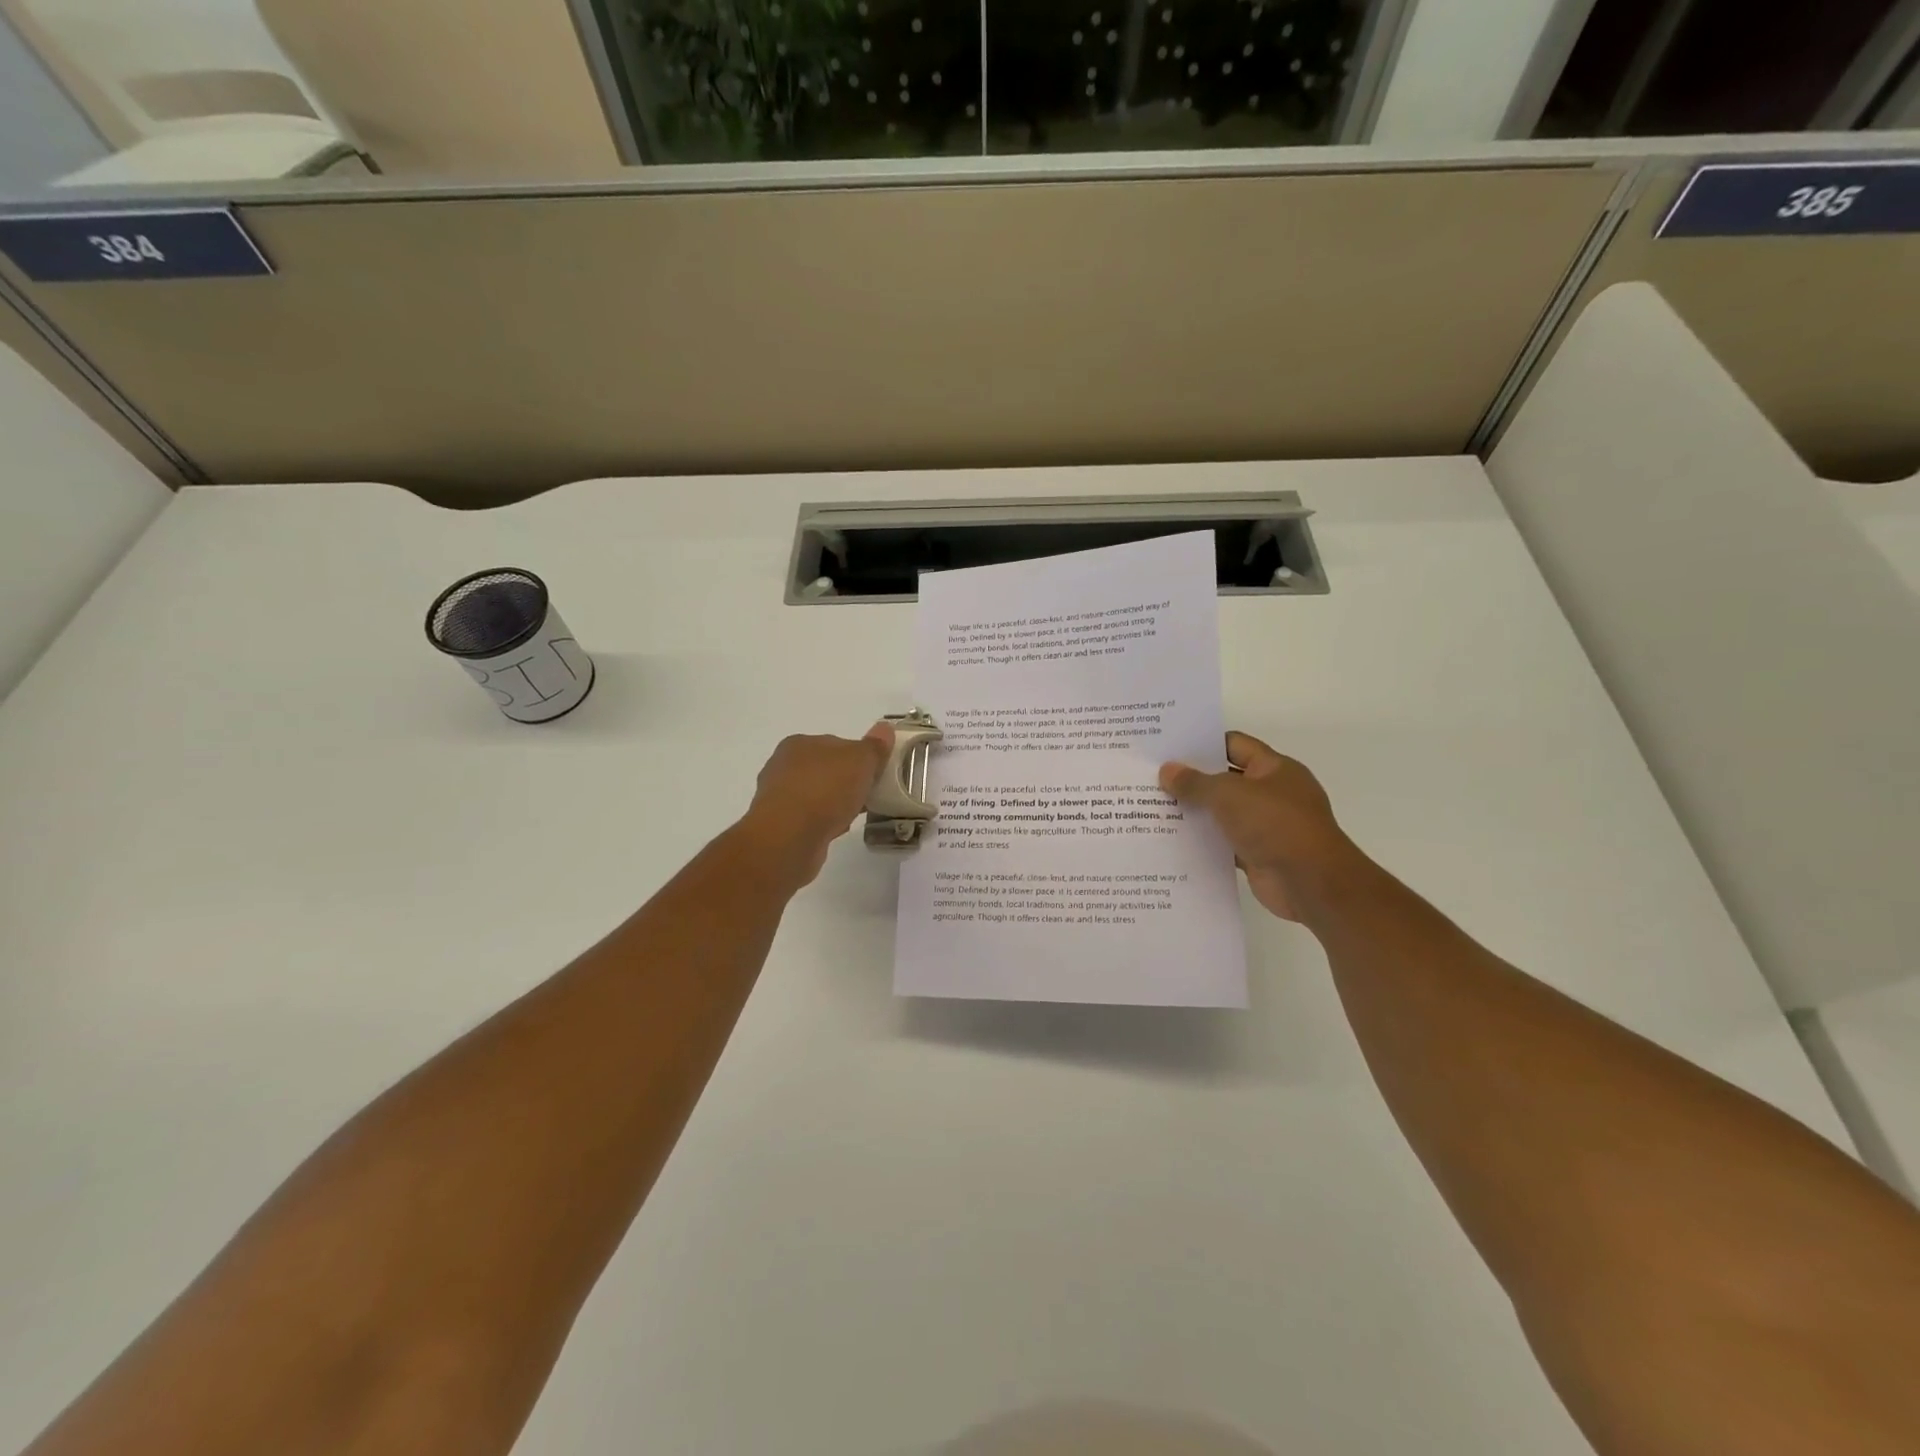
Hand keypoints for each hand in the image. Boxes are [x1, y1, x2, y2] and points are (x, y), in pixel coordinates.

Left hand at [740, 723, 893, 885]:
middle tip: (869, 794)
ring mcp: (778, 797)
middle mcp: (783, 765)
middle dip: (846, 781)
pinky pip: (809, 819)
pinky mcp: (779, 825)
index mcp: (799, 742)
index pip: (835, 744)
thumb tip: (885, 728)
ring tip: (856, 814)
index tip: (875, 773)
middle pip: (825, 770)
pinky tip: (838, 830)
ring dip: (835, 803)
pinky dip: (824, 822)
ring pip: (817, 795)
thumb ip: (874, 746)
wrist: (789, 837)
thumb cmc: (825, 789)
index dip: (857, 757)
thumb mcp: (860, 760)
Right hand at [1160, 732, 1361, 921]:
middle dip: (1193, 780)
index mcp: (1274, 768)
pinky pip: (1224, 843)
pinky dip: (1204, 842)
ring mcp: (1266, 826)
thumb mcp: (1228, 795)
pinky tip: (1172, 841)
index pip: (1234, 745)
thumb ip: (1195, 782)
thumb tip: (1167, 771)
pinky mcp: (1258, 854)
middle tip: (1153, 778)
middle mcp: (1272, 793)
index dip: (1202, 745)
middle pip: (1225, 779)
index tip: (1169, 749)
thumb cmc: (1274, 824)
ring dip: (1196, 813)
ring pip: (1223, 813)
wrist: (1310, 882)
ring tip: (1154, 809)